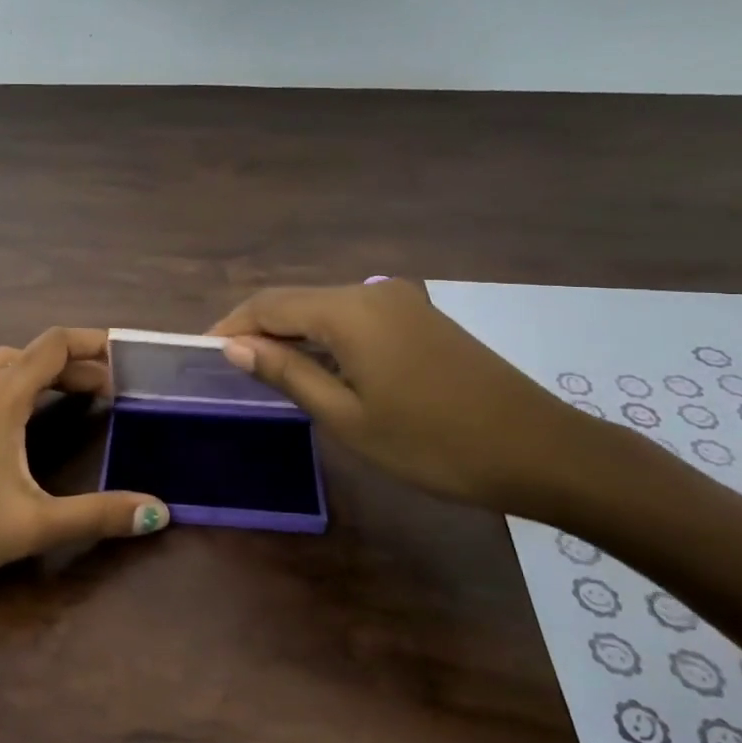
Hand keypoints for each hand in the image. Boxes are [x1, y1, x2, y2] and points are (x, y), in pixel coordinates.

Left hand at [0, 327, 168, 590]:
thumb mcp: (32, 525)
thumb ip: (98, 516)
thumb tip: (161, 513)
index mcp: (0, 396)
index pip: (54, 345)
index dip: (94, 343)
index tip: (127, 358)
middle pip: (31, 354)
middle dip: (74, 364)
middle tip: (109, 390)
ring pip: (2, 367)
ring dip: (40, 374)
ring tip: (69, 398)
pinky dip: (11, 388)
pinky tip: (14, 422)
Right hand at [209, 280, 601, 512]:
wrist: (540, 451)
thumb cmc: (433, 442)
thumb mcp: (348, 416)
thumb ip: (287, 374)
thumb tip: (234, 346)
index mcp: (350, 310)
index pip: (269, 304)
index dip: (231, 325)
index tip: (201, 353)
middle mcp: (372, 291)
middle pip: (296, 300)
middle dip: (259, 329)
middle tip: (229, 368)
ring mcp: (402, 301)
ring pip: (326, 309)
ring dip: (292, 334)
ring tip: (266, 373)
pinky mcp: (421, 318)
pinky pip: (356, 319)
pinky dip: (326, 338)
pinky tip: (319, 369)